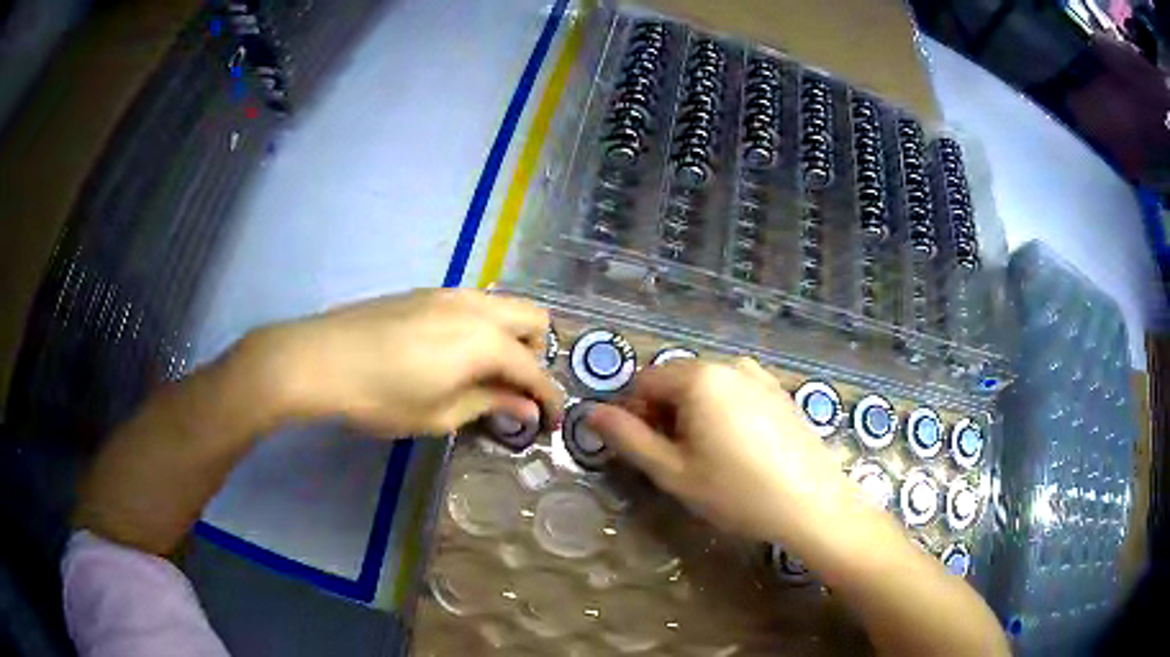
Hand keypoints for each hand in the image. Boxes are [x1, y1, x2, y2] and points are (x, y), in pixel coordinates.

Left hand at [248, 289, 563, 436]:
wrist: (320, 358)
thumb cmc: (381, 396)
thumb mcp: (439, 413)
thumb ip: (489, 404)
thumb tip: (527, 408)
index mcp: (485, 340)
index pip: (535, 370)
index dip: (550, 398)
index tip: (552, 421)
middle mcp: (476, 306)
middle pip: (533, 317)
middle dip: (538, 353)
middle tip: (516, 388)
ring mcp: (449, 293)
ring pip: (503, 304)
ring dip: (510, 336)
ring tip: (486, 372)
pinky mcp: (425, 292)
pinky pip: (473, 303)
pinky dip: (482, 326)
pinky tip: (453, 353)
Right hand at [586, 358, 850, 541]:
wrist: (812, 504)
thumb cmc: (737, 492)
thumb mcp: (673, 472)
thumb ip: (628, 439)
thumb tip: (591, 413)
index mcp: (699, 377)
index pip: (643, 382)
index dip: (634, 415)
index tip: (646, 452)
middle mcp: (729, 364)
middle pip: (676, 380)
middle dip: (665, 414)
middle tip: (678, 460)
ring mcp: (759, 375)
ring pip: (706, 386)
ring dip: (694, 414)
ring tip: (710, 458)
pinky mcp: (779, 391)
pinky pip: (735, 392)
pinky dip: (723, 412)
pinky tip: (740, 450)